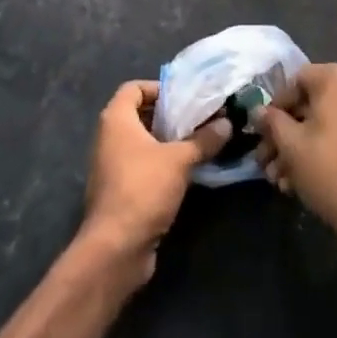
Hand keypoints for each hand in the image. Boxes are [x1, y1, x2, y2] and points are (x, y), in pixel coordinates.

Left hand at [80, 81, 227, 282]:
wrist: (115, 249)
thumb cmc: (143, 189)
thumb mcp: (179, 160)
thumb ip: (204, 139)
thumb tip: (227, 123)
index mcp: (116, 120)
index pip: (134, 88)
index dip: (159, 88)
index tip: (185, 97)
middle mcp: (109, 138)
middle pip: (140, 114)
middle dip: (169, 115)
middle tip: (198, 118)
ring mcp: (111, 166)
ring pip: (142, 142)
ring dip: (168, 141)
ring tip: (198, 142)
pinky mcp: (119, 191)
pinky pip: (142, 166)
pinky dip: (161, 163)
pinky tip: (187, 170)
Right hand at [256, 63, 336, 238]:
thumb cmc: (327, 169)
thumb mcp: (290, 144)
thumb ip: (272, 121)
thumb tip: (258, 110)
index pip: (297, 81)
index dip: (276, 107)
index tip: (263, 132)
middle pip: (311, 104)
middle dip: (285, 134)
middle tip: (266, 161)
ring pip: (326, 123)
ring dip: (300, 146)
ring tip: (279, 179)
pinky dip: (323, 148)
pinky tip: (301, 179)